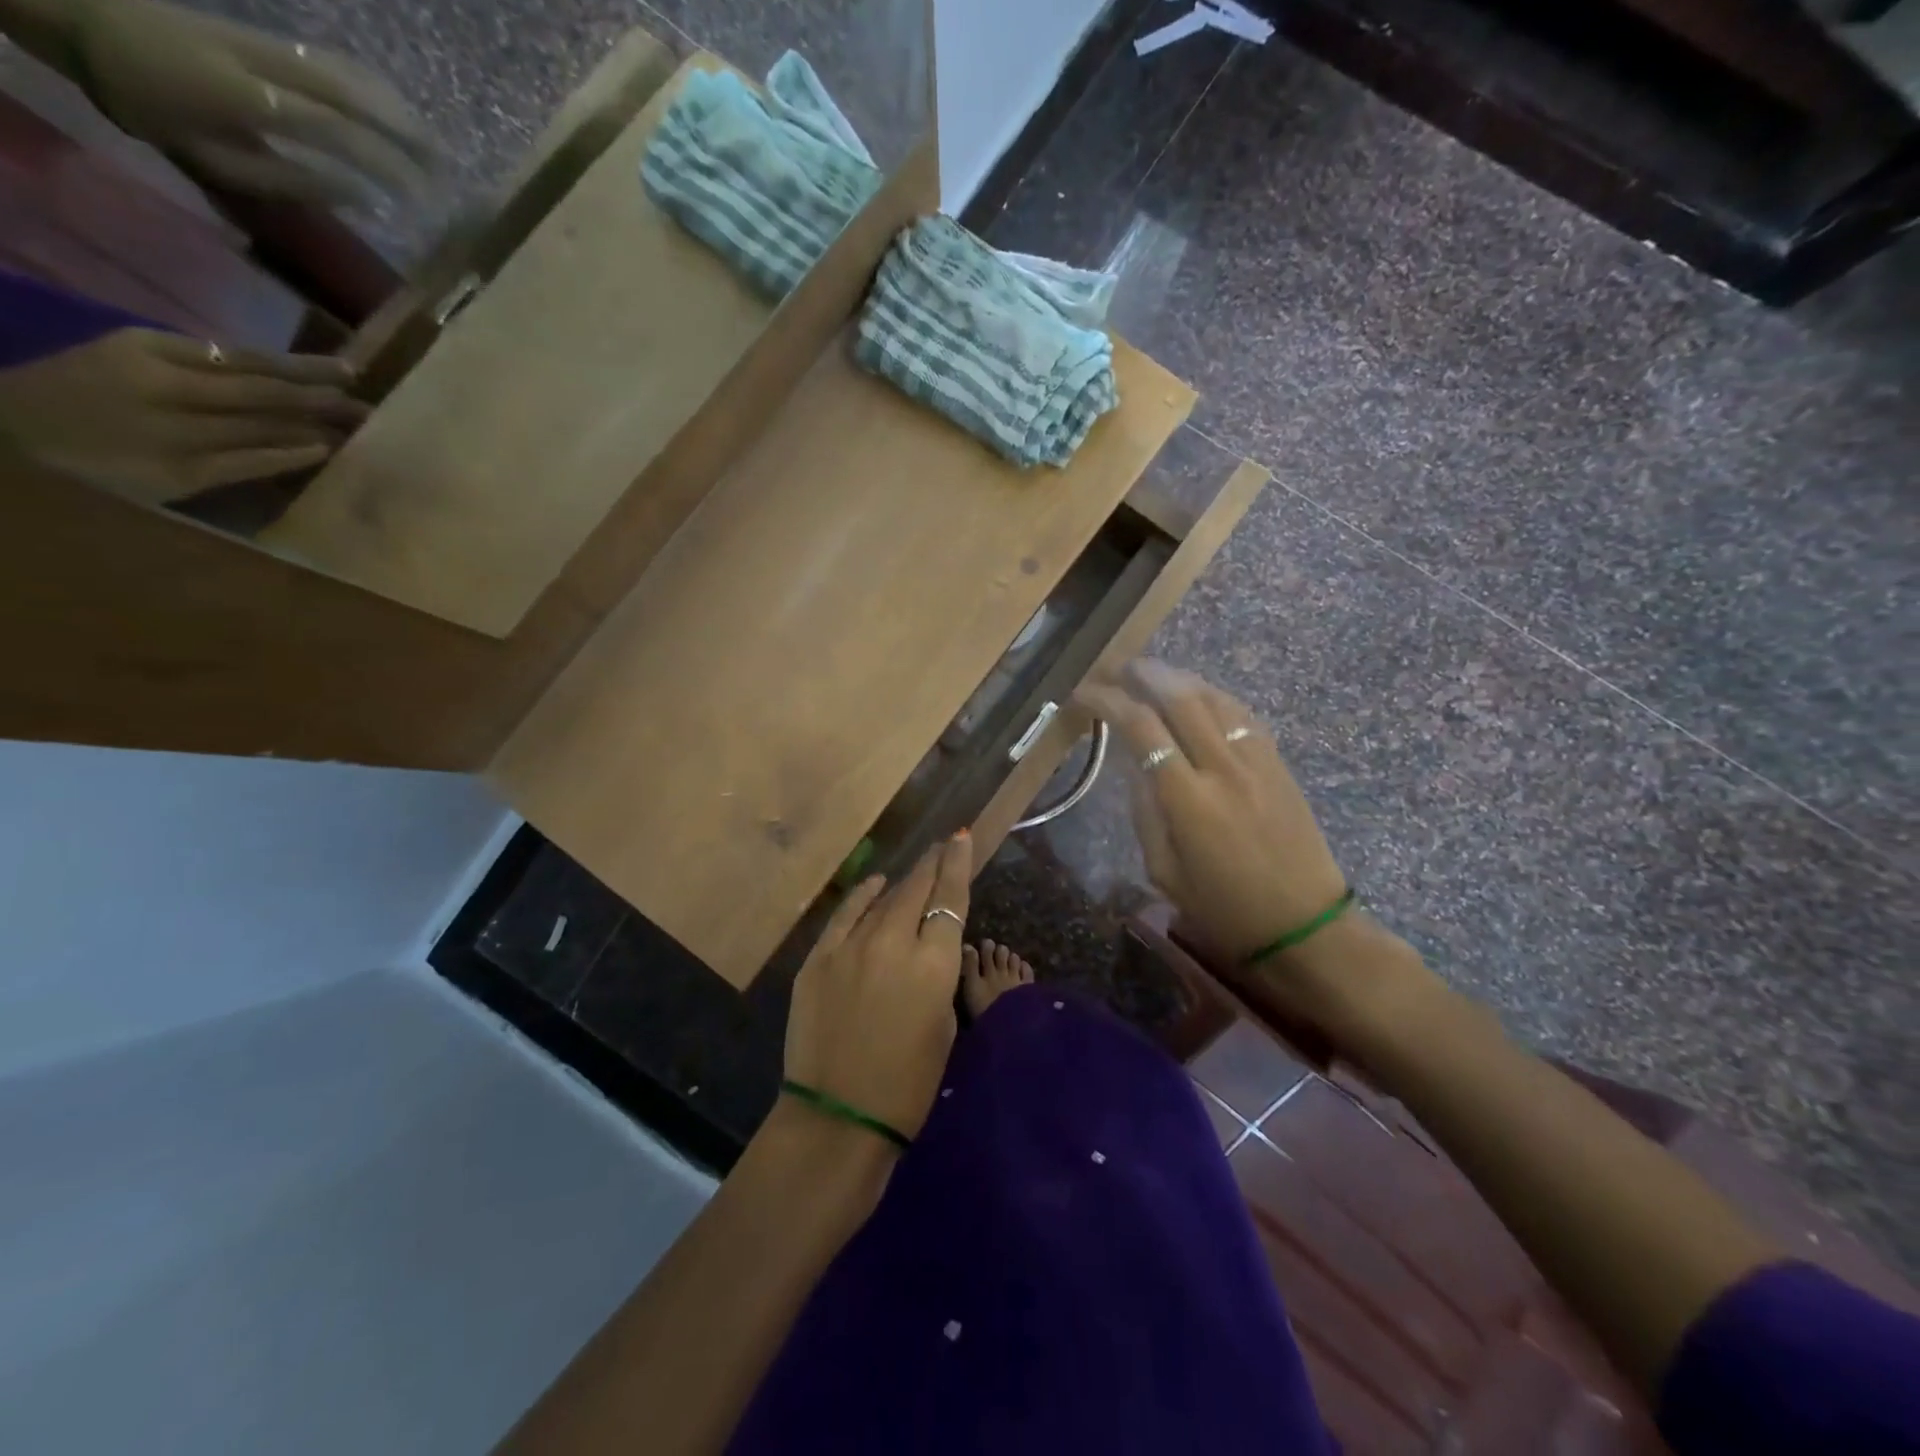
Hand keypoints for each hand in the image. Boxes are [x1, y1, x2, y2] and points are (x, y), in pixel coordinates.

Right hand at [0, 329, 367, 504]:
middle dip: (323, 399)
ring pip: (262, 426)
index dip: (304, 366)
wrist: (9, 436)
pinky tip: (322, 452)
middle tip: (370, 407)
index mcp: (149, 349)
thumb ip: (198, 369)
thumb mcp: (129, 363)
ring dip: (315, 428)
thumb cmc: (79, 397)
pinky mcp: (178, 471)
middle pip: (264, 392)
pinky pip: (246, 462)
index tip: (351, 371)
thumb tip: (278, 382)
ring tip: (357, 430)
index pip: (246, 357)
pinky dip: (287, 456)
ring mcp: (172, 430)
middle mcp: (164, 385)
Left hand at [70, 0, 439, 207]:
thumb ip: (292, 180)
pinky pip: (335, 62)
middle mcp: (265, 62)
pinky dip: (376, 89)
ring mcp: (268, 43)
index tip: (422, 200)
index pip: (338, 133)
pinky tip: (399, 113)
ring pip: (350, 73)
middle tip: (448, 175)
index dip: (388, 167)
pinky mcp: (269, 38)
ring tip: (436, 149)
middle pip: (354, 96)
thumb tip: (364, 198)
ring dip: (399, 112)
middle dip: (408, 136)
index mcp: (248, 97)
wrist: (83, 19)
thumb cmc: (149, 106)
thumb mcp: (216, 160)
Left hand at [783, 832, 973, 1142]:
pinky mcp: (819, 959)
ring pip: (882, 901)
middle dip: (932, 865)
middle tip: (941, 848)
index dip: (957, 864)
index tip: (960, 837)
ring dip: (901, 884)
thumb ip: (940, 975)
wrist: (839, 1117)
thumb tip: (931, 947)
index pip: (949, 898)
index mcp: (933, 963)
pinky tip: (874, 885)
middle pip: (916, 889)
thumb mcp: (944, 1025)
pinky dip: (863, 897)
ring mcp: (850, 947)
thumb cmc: (907, 1083)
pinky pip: (845, 916)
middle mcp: (892, 942)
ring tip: (914, 870)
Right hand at [1075, 659, 1348, 964]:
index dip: (1108, 701)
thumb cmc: (1223, 909)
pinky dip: (1215, 696)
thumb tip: (1135, 767)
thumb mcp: (1164, 872)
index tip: (1084, 692)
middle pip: (1181, 698)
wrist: (1303, 925)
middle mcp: (1223, 768)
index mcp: (1187, 800)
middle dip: (1145, 674)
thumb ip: (1145, 813)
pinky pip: (1242, 714)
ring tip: (1154, 674)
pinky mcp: (1279, 763)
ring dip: (1180, 678)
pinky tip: (1200, 697)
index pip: (1141, 728)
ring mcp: (1257, 761)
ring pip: (1215, 698)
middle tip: (1118, 667)